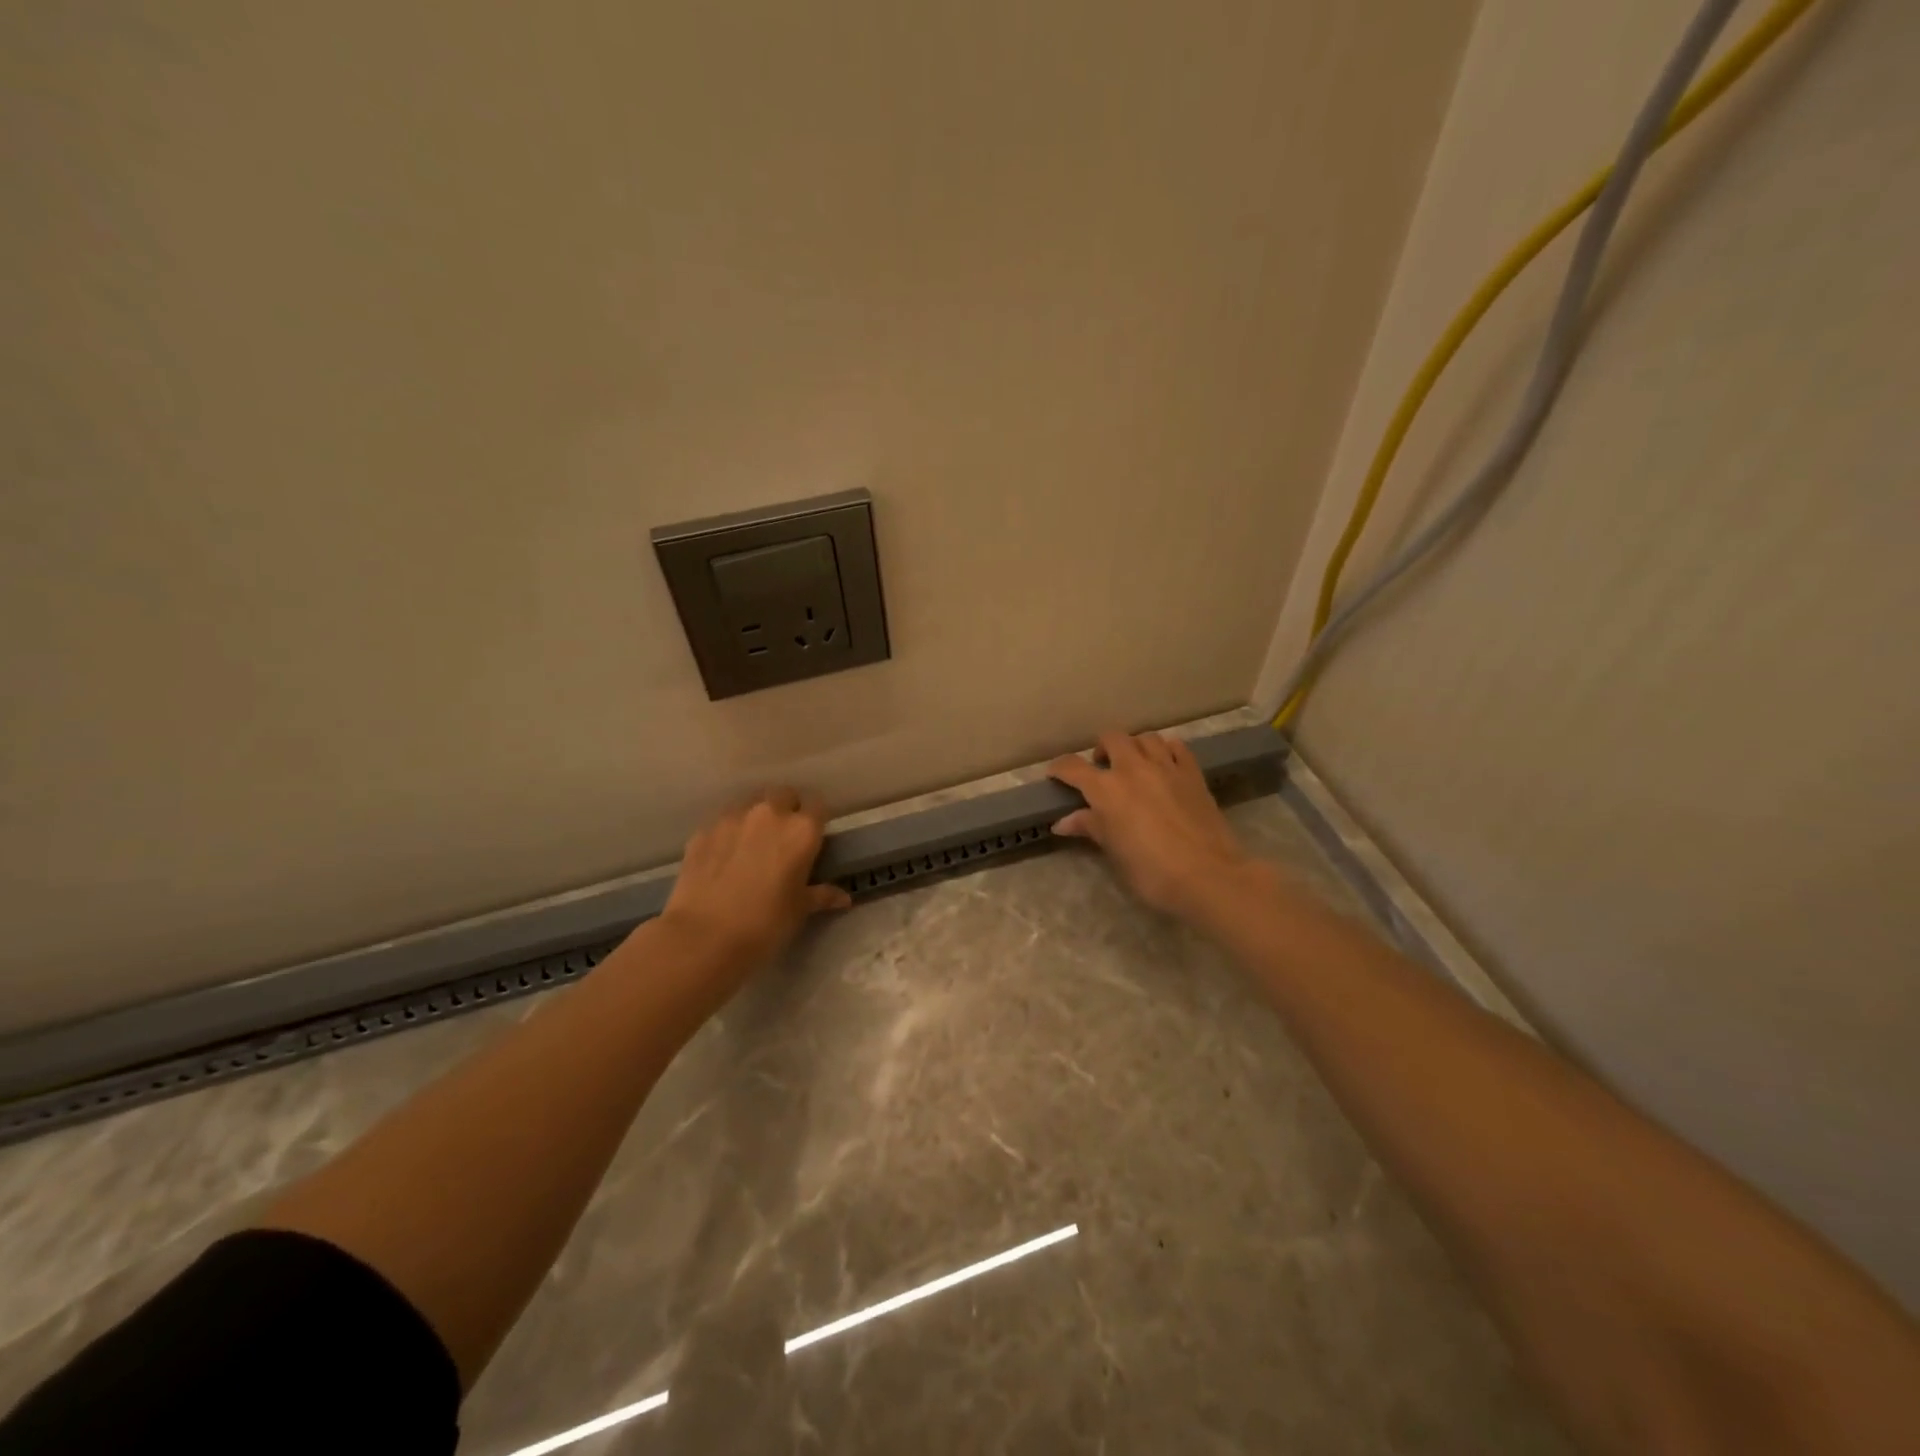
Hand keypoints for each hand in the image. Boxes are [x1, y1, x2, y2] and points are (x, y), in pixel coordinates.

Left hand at [660, 788, 850, 993]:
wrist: (703, 937)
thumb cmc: (765, 924)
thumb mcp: (799, 911)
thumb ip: (821, 895)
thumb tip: (843, 898)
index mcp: (801, 830)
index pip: (818, 806)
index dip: (816, 820)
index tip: (812, 838)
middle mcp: (769, 813)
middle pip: (784, 795)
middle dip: (787, 809)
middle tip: (783, 839)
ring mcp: (732, 818)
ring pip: (750, 803)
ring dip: (756, 817)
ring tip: (751, 845)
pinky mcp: (702, 831)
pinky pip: (722, 822)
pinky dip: (728, 832)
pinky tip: (723, 857)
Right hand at [1048, 731, 1251, 919]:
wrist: (1208, 875)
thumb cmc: (1152, 871)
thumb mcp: (1114, 852)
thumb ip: (1090, 828)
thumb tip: (1063, 822)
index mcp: (1106, 789)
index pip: (1073, 767)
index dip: (1059, 768)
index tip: (1054, 775)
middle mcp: (1133, 768)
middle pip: (1111, 739)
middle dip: (1101, 749)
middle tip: (1101, 770)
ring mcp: (1166, 767)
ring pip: (1145, 738)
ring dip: (1134, 747)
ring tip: (1133, 765)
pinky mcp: (1193, 773)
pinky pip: (1176, 747)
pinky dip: (1165, 750)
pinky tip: (1164, 765)